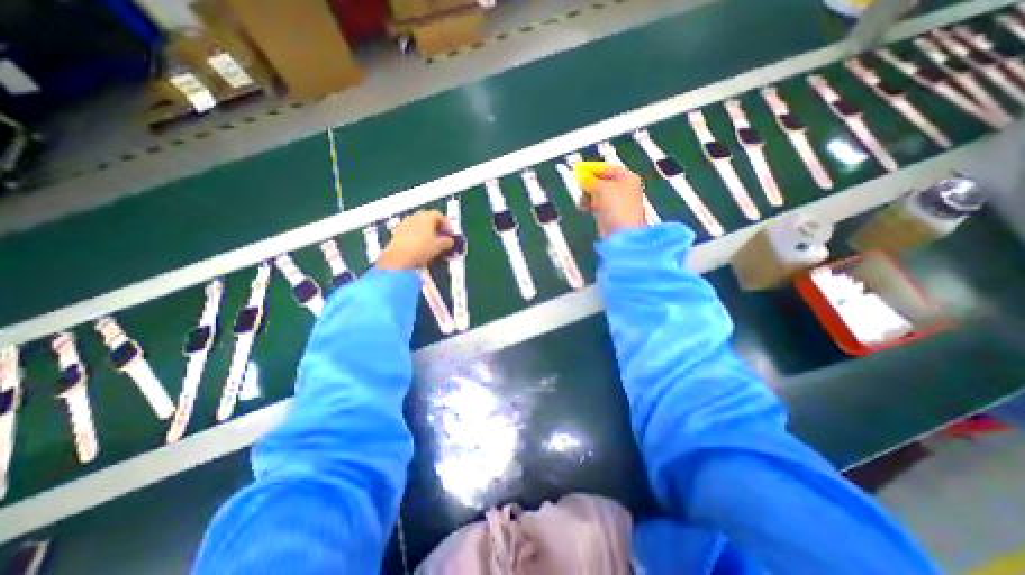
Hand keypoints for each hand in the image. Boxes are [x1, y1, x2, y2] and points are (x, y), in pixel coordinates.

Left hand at [376, 210, 452, 269]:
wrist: (398, 258)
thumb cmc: (421, 249)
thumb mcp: (438, 246)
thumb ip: (446, 242)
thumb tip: (450, 241)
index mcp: (426, 217)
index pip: (439, 215)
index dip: (447, 224)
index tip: (450, 234)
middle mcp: (415, 217)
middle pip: (428, 217)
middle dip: (436, 225)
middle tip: (441, 235)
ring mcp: (405, 223)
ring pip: (418, 223)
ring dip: (426, 230)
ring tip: (431, 241)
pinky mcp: (397, 232)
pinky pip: (411, 229)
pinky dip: (418, 234)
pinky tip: (420, 244)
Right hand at [580, 163, 642, 238]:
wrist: (622, 235)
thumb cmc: (616, 208)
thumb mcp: (601, 188)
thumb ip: (590, 180)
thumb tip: (582, 176)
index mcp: (628, 178)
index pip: (607, 168)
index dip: (592, 169)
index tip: (579, 173)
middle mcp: (625, 189)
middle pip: (603, 181)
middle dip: (590, 185)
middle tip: (581, 189)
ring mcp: (619, 204)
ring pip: (599, 195)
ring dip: (589, 196)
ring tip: (583, 202)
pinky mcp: (612, 216)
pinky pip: (598, 206)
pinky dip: (591, 206)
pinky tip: (586, 209)